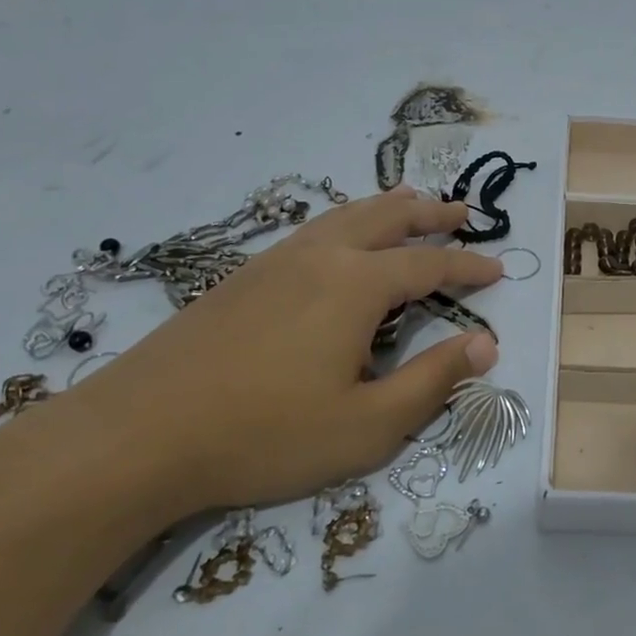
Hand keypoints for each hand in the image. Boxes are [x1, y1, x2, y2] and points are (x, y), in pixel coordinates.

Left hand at [69, 187, 500, 511]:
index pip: (429, 263)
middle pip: (387, 218)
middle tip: (462, 210)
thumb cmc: (264, 434)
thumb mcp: (368, 425)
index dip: (468, 265)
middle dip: (430, 212)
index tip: (498, 269)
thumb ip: (433, 381)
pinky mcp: (242, 277)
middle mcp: (320, 256)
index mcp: (356, 284)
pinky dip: (345, 221)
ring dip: (386, 207)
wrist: (137, 434)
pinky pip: (311, 230)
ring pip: (344, 216)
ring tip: (409, 200)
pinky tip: (338, 238)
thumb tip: (486, 343)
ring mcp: (275, 261)